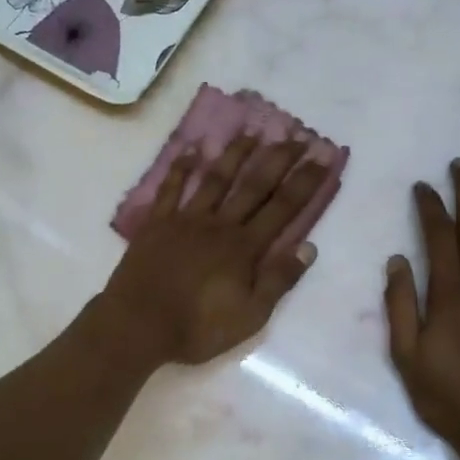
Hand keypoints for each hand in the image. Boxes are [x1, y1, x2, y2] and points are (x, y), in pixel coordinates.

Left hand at [95, 133, 330, 366]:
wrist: (137, 325)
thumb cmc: (197, 327)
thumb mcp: (250, 316)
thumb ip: (279, 280)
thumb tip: (309, 246)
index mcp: (244, 248)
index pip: (283, 208)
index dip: (305, 182)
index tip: (323, 156)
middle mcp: (219, 224)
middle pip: (253, 186)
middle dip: (278, 159)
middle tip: (297, 135)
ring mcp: (185, 220)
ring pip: (215, 179)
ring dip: (235, 154)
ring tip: (252, 132)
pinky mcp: (157, 223)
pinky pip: (171, 189)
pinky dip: (181, 168)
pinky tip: (190, 150)